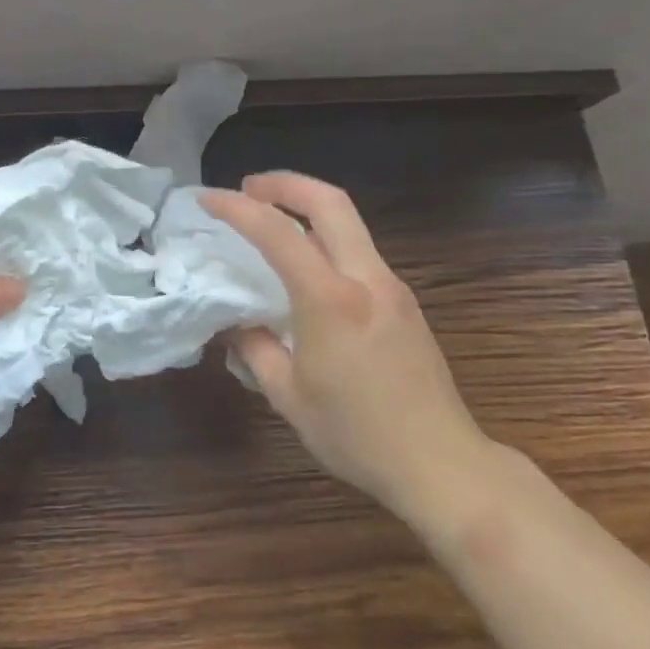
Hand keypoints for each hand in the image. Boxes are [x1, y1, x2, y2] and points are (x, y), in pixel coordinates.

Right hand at [202, 173, 491, 530]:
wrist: (443, 465)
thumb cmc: (358, 435)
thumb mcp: (288, 397)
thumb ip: (255, 349)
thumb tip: (236, 323)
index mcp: (331, 300)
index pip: (277, 232)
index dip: (236, 208)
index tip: (206, 200)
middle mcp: (365, 279)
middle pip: (329, 201)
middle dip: (284, 183)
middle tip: (248, 188)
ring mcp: (392, 286)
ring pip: (349, 222)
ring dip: (307, 206)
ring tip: (273, 221)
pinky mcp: (404, 301)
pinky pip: (359, 250)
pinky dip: (326, 237)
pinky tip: (308, 266)